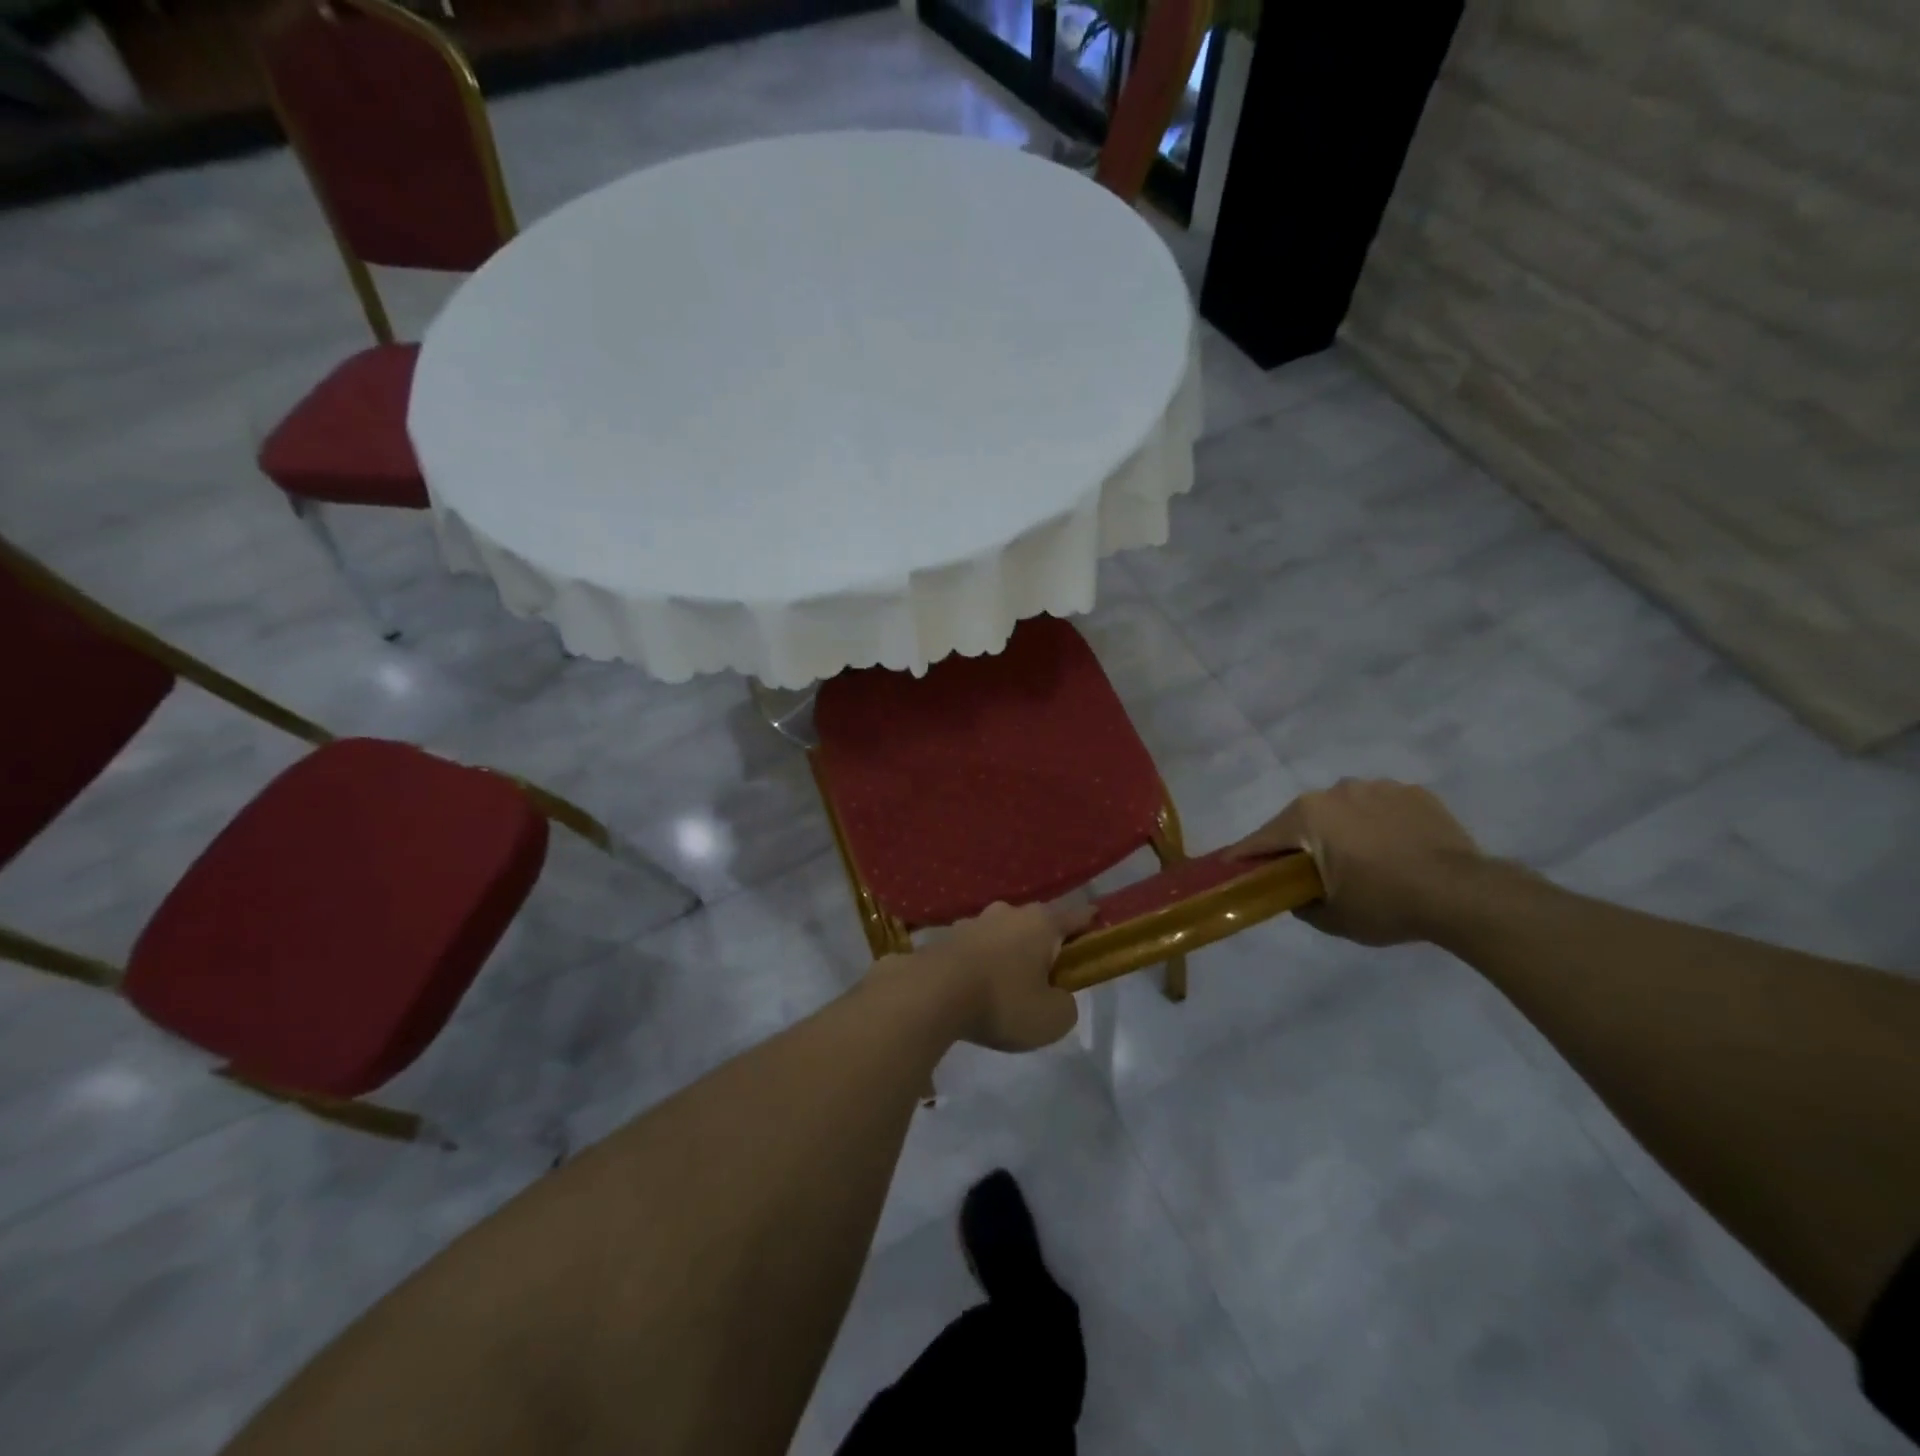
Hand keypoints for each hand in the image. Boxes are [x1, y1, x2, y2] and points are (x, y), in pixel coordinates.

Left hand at [913, 900, 1091, 1051]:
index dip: (1090, 921)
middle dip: (1044, 942)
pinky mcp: (947, 937)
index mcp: (1041, 923)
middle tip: (1048, 972)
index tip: (1098, 920)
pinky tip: (976, 986)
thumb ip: (1065, 1005)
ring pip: (1003, 934)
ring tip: (1008, 984)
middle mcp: (1008, 913)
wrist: (931, 994)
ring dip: (1009, 952)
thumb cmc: (1003, 1002)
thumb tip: (1056, 996)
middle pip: (1036, 923)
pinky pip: (975, 949)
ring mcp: (974, 922)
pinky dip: (981, 963)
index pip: (1075, 916)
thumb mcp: (1052, 1019)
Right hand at [1226, 779, 1484, 945]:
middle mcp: (1336, 791)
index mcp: (1307, 816)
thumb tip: (1295, 893)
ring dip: (1343, 830)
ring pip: (1345, 810)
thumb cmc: (1385, 904)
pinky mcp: (1414, 792)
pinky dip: (1380, 825)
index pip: (1263, 838)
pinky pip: (1382, 808)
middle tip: (1309, 871)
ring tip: (1363, 860)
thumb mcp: (1331, 918)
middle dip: (1301, 842)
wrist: (1463, 894)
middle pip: (1304, 819)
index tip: (1229, 865)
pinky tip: (1396, 850)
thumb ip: (1300, 903)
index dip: (1245, 855)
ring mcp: (1378, 787)